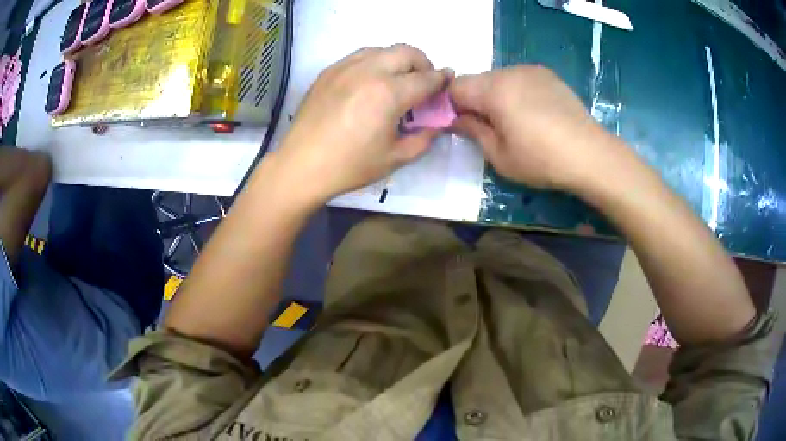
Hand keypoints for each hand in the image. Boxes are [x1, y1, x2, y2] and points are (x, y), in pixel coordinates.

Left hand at [273, 44, 452, 203]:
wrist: (302, 165)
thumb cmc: (350, 166)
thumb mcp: (395, 158)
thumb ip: (423, 138)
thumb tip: (435, 124)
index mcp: (388, 93)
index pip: (426, 79)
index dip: (442, 81)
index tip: (448, 83)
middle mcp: (369, 71)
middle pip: (407, 52)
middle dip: (423, 63)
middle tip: (424, 82)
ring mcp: (345, 67)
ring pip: (382, 49)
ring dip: (398, 59)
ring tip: (397, 79)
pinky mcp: (329, 71)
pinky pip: (359, 55)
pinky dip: (374, 62)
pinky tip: (371, 81)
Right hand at [449, 66, 622, 190]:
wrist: (591, 155)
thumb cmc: (542, 160)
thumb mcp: (499, 155)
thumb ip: (473, 131)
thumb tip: (455, 119)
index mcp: (493, 89)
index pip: (456, 87)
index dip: (451, 106)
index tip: (462, 126)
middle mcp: (510, 72)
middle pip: (478, 81)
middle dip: (476, 101)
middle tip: (491, 129)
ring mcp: (532, 71)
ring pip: (500, 79)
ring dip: (498, 96)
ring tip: (517, 123)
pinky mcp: (549, 76)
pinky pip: (520, 79)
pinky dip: (517, 93)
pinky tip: (534, 115)